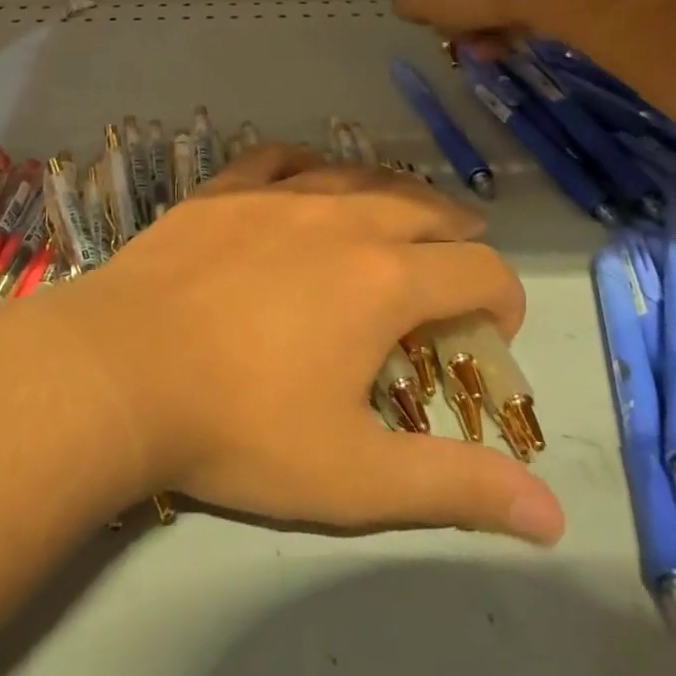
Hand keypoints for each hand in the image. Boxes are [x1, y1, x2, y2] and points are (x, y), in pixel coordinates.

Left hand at [57, 146, 564, 544]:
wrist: (121, 368)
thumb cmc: (239, 426)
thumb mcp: (354, 476)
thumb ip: (456, 487)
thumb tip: (553, 518)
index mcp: (383, 280)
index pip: (478, 270)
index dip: (505, 298)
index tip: (495, 330)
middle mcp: (341, 218)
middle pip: (424, 208)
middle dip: (457, 235)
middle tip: (460, 259)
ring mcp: (278, 195)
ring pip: (358, 174)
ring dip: (395, 193)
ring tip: (403, 212)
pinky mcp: (225, 188)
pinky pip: (281, 157)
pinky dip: (310, 165)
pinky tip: (309, 176)